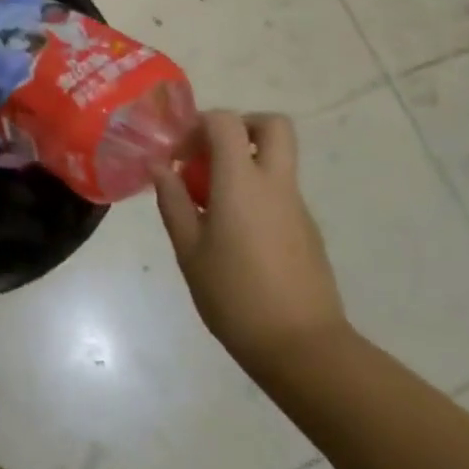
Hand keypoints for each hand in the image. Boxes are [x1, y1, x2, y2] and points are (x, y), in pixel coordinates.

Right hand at [151, 111, 349, 379]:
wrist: (301, 347)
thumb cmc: (234, 296)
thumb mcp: (189, 249)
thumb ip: (173, 201)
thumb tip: (160, 166)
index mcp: (242, 183)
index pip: (227, 122)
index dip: (200, 124)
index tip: (180, 152)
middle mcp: (276, 184)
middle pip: (274, 125)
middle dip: (242, 126)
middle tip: (211, 154)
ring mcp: (298, 206)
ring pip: (277, 160)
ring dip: (246, 164)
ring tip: (212, 205)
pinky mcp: (308, 230)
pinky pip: (280, 192)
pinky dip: (256, 194)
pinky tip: (235, 236)